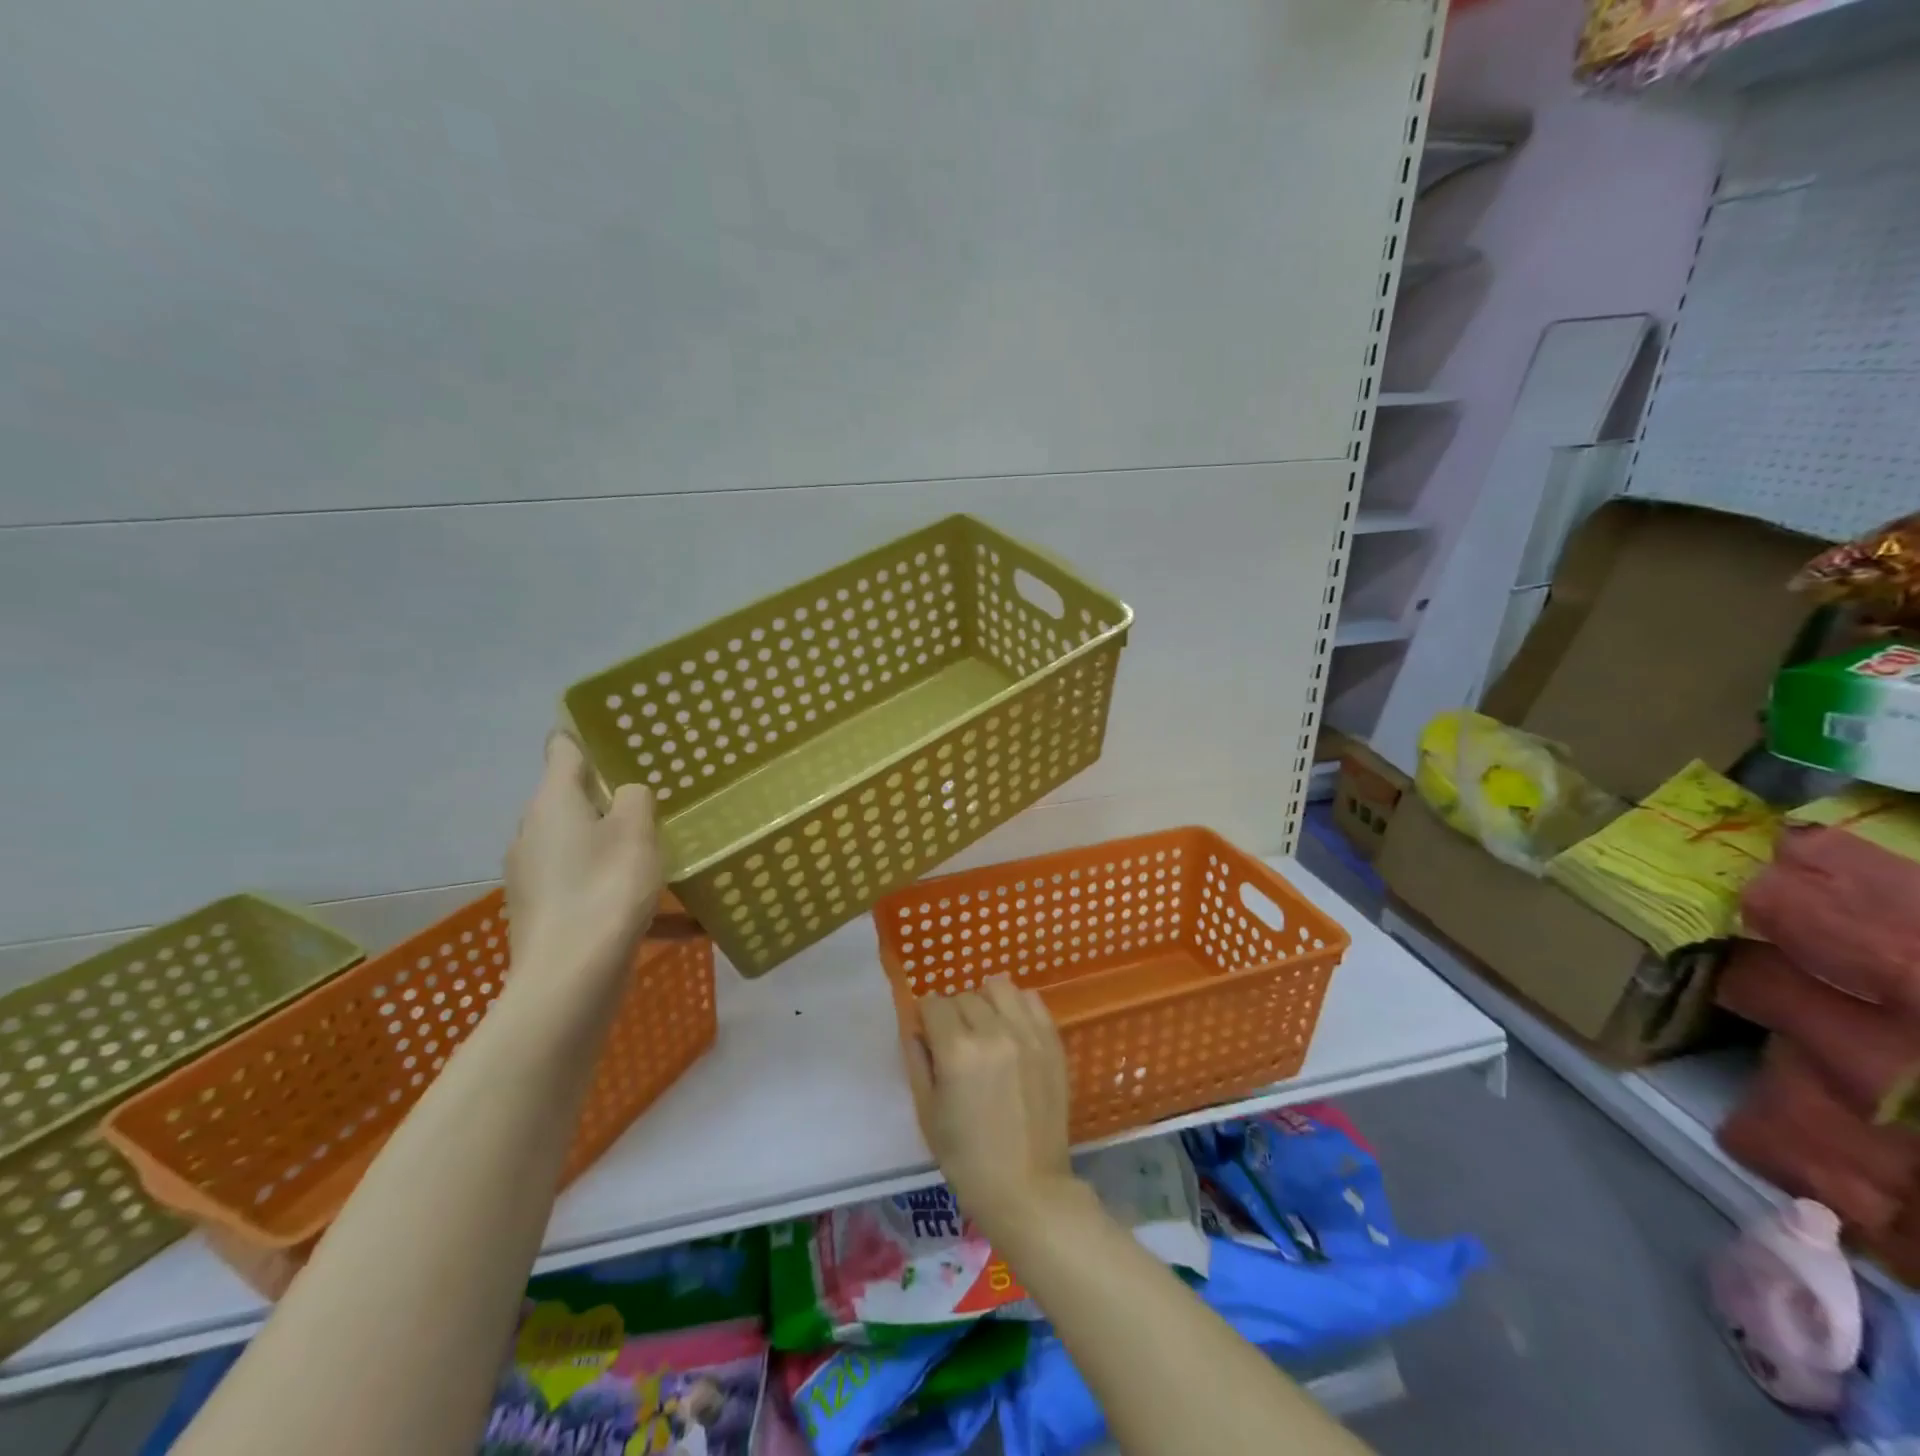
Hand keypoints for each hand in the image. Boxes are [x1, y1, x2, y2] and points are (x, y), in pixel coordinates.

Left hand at [505, 733, 664, 987]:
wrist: (570, 980)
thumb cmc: (606, 889)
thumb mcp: (637, 831)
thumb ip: (636, 798)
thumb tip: (627, 794)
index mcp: (552, 802)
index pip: (563, 748)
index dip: (586, 735)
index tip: (620, 734)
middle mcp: (534, 833)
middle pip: (573, 800)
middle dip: (612, 799)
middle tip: (658, 799)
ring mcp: (534, 876)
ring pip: (583, 847)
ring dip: (617, 848)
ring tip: (664, 857)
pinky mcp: (544, 913)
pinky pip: (589, 889)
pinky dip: (621, 893)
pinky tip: (674, 920)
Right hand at [904, 977, 1081, 1236]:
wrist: (1028, 1188)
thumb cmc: (967, 1159)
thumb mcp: (928, 1112)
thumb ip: (918, 1061)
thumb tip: (917, 1028)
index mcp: (957, 1051)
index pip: (933, 1004)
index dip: (926, 1018)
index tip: (928, 1035)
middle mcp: (993, 1032)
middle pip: (964, 996)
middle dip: (953, 1014)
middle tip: (955, 1043)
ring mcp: (1028, 1033)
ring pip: (998, 987)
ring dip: (985, 1001)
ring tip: (985, 1028)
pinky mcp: (1052, 1040)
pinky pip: (1031, 999)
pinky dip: (1016, 1005)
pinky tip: (1011, 1028)